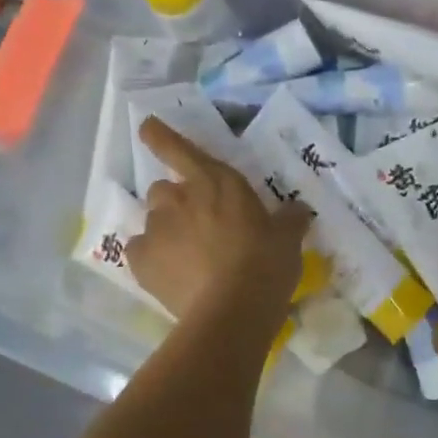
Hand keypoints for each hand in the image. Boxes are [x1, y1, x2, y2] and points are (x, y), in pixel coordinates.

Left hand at [127, 118, 312, 318]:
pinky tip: (169, 275)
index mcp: (215, 181)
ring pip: (152, 220)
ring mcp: (156, 228)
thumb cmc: (265, 263)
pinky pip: (139, 251)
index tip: (145, 126)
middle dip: (176, 202)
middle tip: (197, 226)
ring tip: (187, 259)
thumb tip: (298, 210)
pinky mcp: (140, 260)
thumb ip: (289, 219)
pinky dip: (151, 259)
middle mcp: (179, 197)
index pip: (178, 148)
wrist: (233, 310)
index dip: (159, 136)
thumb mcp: (288, 238)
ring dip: (166, 231)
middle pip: (163, 189)